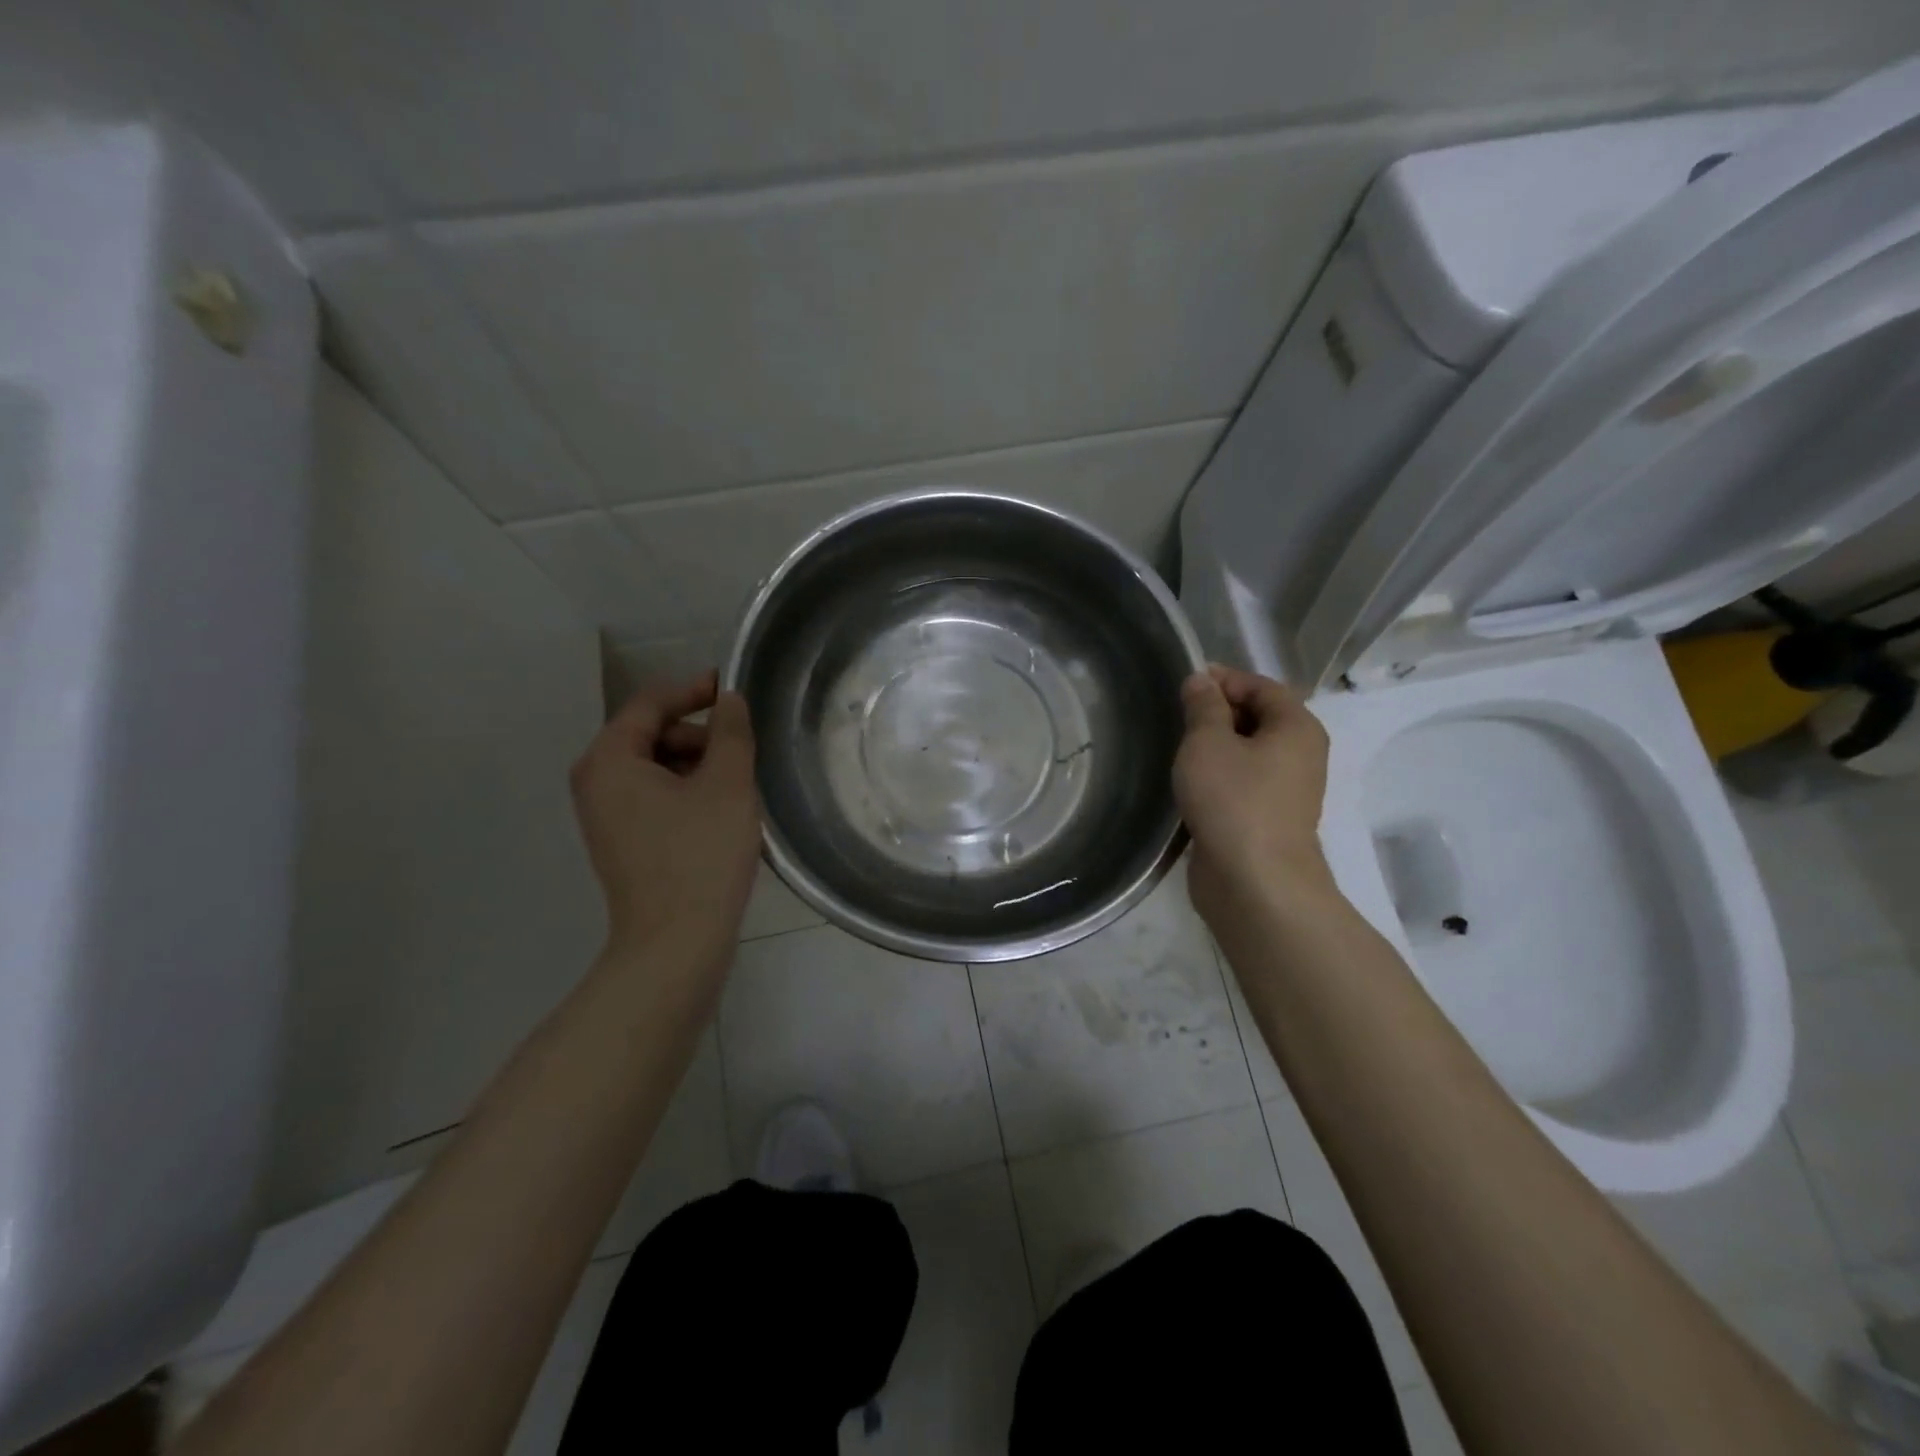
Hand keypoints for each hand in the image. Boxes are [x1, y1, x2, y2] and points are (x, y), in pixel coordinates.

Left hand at [570, 671, 760, 963]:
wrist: (676, 943)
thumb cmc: (701, 855)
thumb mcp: (727, 783)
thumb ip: (730, 731)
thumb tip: (728, 699)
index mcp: (610, 760)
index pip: (649, 703)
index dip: (693, 690)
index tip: (732, 689)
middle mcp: (595, 782)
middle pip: (649, 734)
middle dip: (697, 735)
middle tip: (740, 752)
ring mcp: (604, 816)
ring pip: (654, 767)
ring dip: (696, 765)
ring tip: (736, 786)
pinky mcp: (620, 842)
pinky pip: (653, 797)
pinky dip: (685, 791)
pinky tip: (719, 812)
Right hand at [1173, 665, 1335, 923]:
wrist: (1254, 881)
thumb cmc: (1233, 800)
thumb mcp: (1208, 743)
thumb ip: (1203, 707)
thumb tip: (1201, 681)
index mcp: (1296, 727)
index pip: (1261, 686)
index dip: (1224, 679)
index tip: (1184, 683)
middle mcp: (1300, 754)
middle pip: (1259, 717)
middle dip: (1218, 712)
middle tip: (1177, 716)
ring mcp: (1286, 790)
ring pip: (1249, 753)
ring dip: (1216, 747)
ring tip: (1178, 749)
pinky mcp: (1267, 818)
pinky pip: (1243, 782)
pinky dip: (1219, 776)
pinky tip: (1190, 783)